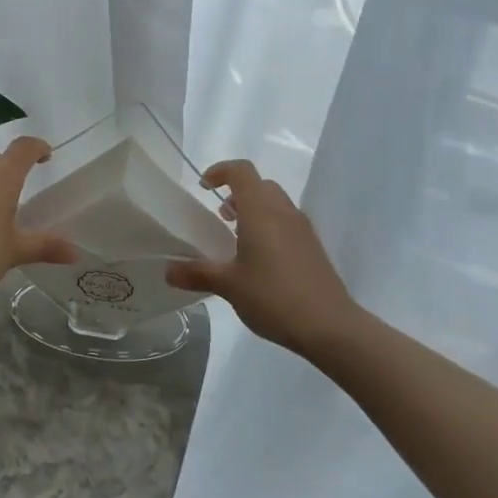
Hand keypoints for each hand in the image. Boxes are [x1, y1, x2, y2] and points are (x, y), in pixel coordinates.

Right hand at [165, 160, 362, 356]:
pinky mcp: (312, 246)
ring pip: (275, 203)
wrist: (329, 326)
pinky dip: (269, 226)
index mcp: (261, 211)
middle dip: (236, 193)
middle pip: (259, 185)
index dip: (220, 171)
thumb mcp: (229, 285)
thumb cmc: (274, 297)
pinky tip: (260, 260)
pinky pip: (286, 222)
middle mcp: (283, 211)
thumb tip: (168, 271)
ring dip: (253, 210)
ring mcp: (302, 228)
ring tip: (236, 239)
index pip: (241, 171)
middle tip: (219, 217)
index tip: (203, 187)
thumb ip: (197, 273)